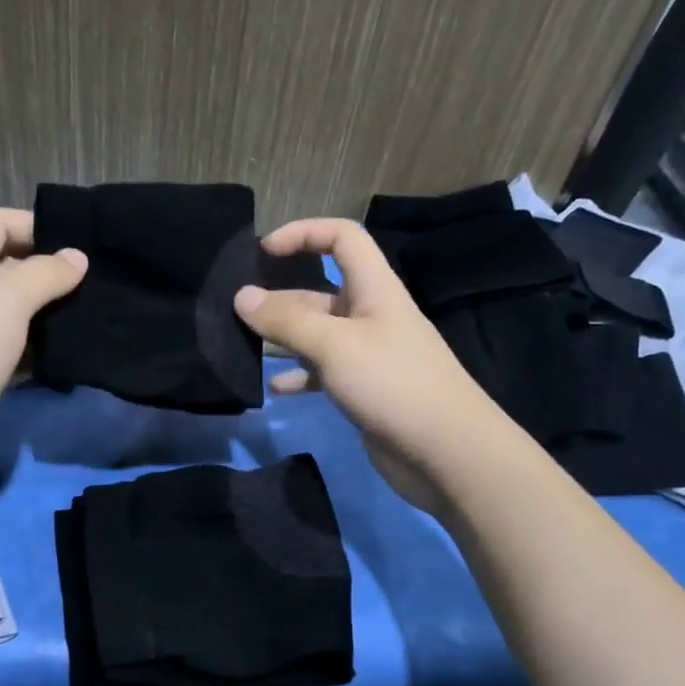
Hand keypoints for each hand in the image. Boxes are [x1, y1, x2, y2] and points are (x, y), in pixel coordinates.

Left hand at [0, 208, 86, 498]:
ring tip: (94, 309)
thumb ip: (45, 273)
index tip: (81, 244)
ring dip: (50, 308)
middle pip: (8, 263)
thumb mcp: (6, 300)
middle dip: (50, 268)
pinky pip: (16, 344)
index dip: (36, 225)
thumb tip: (77, 257)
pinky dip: (41, 343)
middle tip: (97, 279)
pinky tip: (71, 346)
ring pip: (16, 307)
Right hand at [234, 218, 503, 515]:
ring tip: (244, 349)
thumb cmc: (392, 384)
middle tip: (237, 313)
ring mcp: (367, 354)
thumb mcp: (334, 345)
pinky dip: (298, 376)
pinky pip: (322, 372)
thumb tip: (242, 296)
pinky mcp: (363, 389)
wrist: (446, 452)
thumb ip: (287, 320)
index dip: (303, 233)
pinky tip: (274, 389)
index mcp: (374, 289)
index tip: (263, 251)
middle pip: (320, 291)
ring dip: (283, 339)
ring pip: (316, 334)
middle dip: (280, 298)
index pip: (342, 239)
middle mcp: (370, 315)